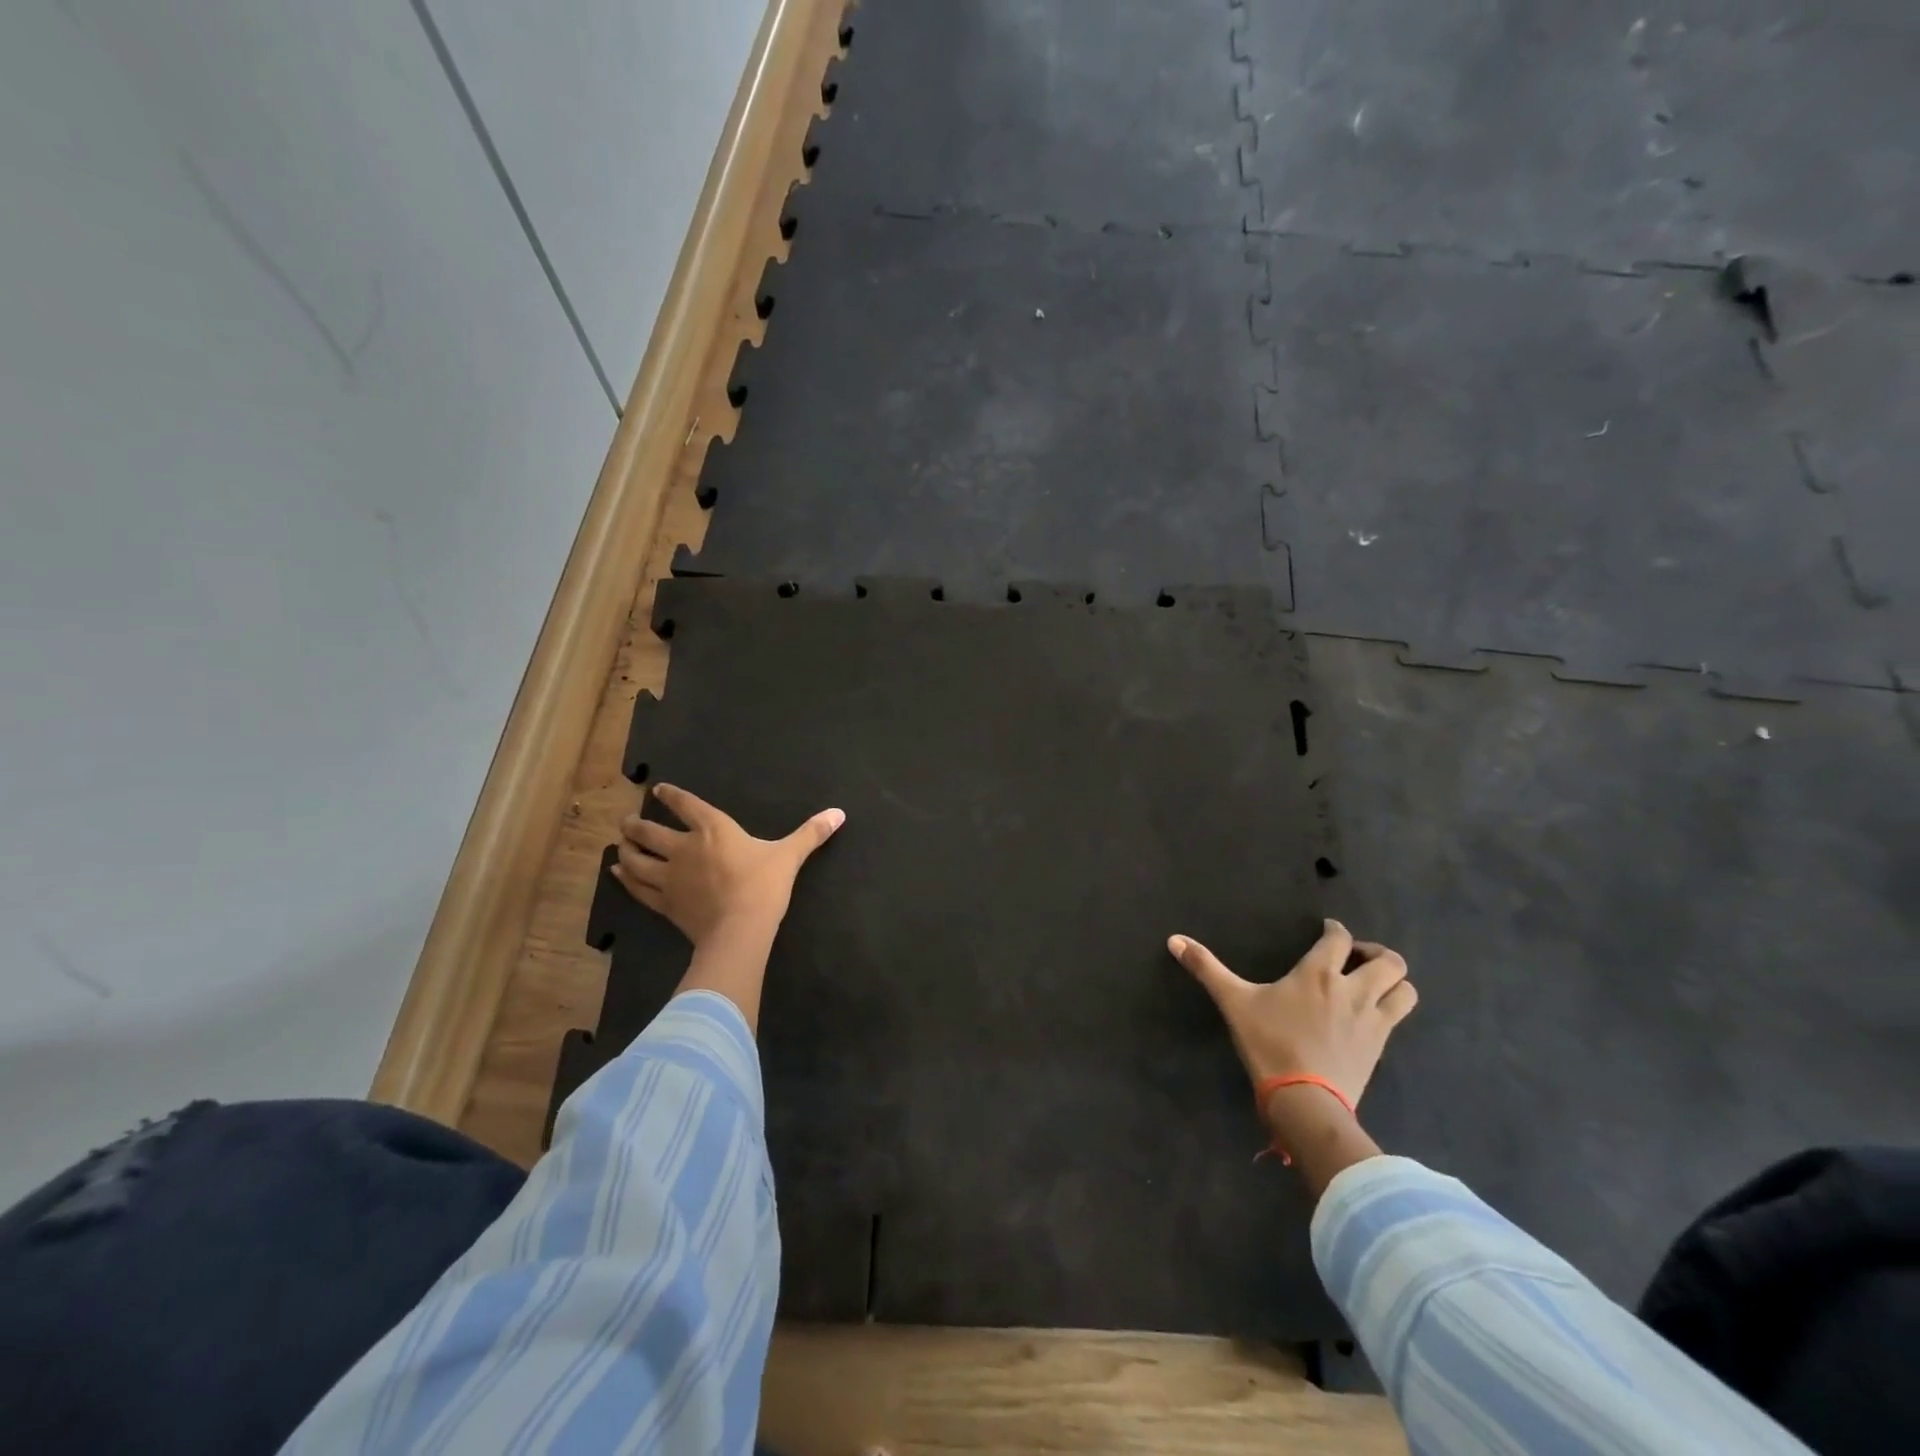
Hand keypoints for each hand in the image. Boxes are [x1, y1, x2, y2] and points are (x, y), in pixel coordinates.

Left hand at [613, 783, 844, 944]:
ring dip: (626, 849)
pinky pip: (638, 888)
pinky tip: (617, 873)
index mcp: (713, 830)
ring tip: (620, 844)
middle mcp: (684, 848)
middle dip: (635, 824)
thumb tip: (839, 812)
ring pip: (637, 860)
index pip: (686, 805)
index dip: (671, 796)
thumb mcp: (790, 856)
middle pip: (650, 831)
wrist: (740, 930)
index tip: (657, 790)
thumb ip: (811, 833)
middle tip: (626, 821)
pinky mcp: (664, 904)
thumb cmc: (764, 887)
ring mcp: (669, 877)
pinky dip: (625, 879)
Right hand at [1168, 919, 1415, 1109]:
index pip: (1338, 937)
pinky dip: (1393, 1006)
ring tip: (1373, 984)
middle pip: (1388, 960)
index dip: (1335, 930)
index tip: (1327, 931)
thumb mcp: (1233, 1002)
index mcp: (1317, 973)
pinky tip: (1373, 1014)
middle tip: (1355, 958)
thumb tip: (1173, 939)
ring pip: (1405, 988)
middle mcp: (1352, 989)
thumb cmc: (1268, 1044)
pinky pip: (1400, 1016)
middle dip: (1376, 953)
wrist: (1305, 1099)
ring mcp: (1372, 1019)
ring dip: (1393, 981)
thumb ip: (1206, 968)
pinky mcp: (1381, 1045)